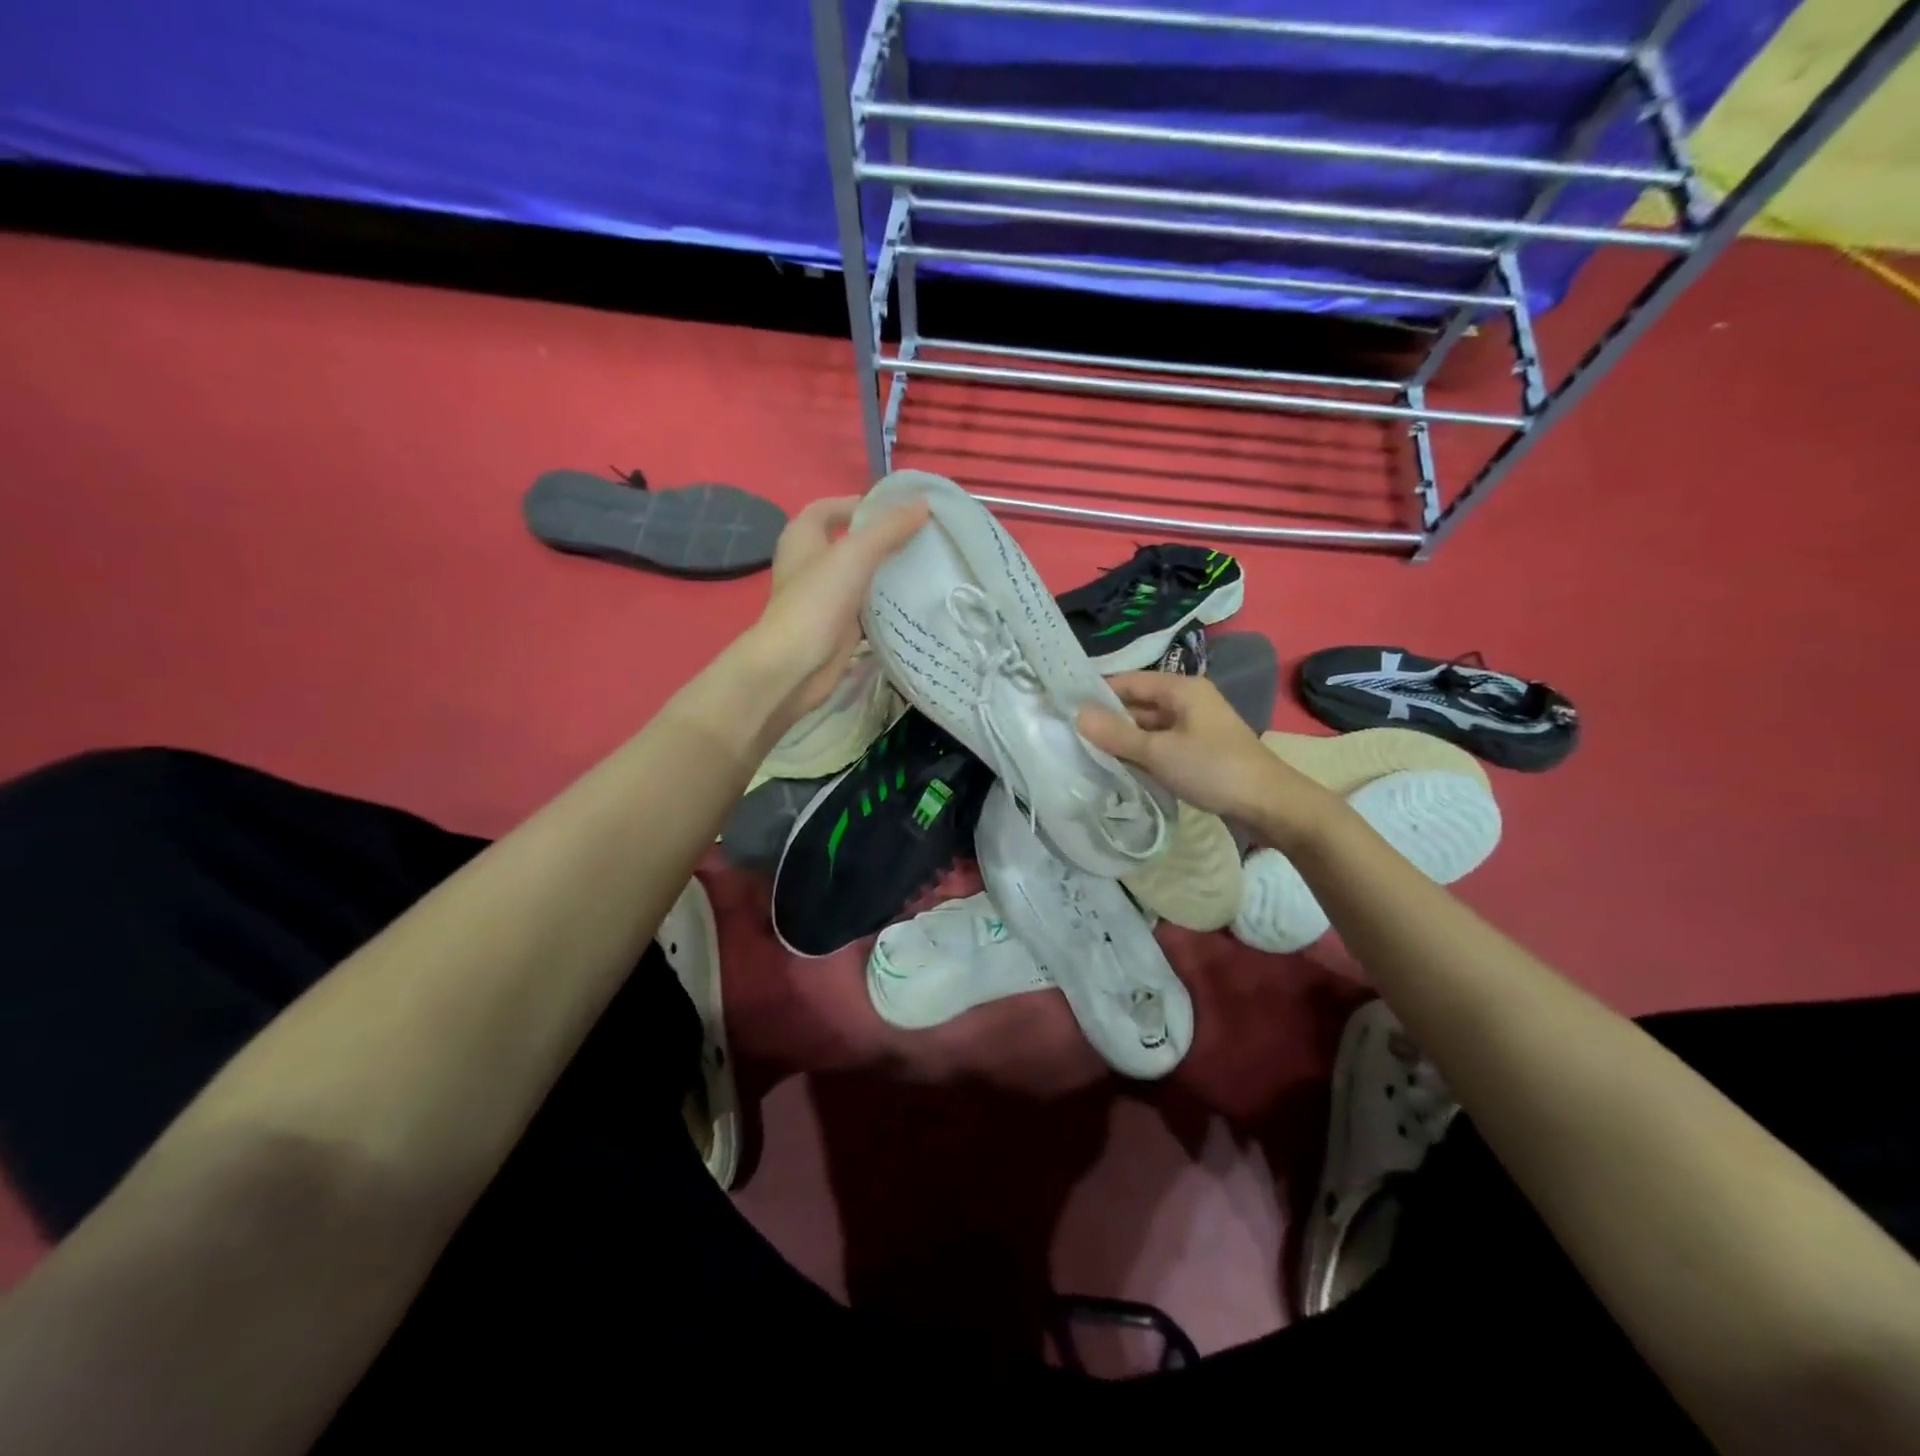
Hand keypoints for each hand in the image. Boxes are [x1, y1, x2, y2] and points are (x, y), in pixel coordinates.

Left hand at [748, 493, 928, 720]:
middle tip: (921, 537)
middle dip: (882, 539)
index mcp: (803, 537)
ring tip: (924, 565)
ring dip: (887, 572)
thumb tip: (923, 504)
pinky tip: (913, 601)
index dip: (860, 504)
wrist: (796, 663)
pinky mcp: (836, 625)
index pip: (831, 508)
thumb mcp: (856, 553)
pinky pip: (865, 607)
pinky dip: (886, 603)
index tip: (898, 510)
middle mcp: (810, 563)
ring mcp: (823, 597)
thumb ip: (889, 528)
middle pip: (849, 542)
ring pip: (860, 576)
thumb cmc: (818, 600)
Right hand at [1078, 672, 1337, 841]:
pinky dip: (1140, 753)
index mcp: (1181, 688)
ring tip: (1084, 751)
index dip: (1096, 691)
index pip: (1128, 681)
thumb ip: (1117, 734)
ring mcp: (1194, 726)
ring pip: (1148, 726)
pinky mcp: (1198, 750)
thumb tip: (1077, 715)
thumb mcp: (1159, 751)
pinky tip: (1118, 767)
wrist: (1269, 803)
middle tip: (1068, 733)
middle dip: (1107, 718)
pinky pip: (1160, 745)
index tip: (1063, 705)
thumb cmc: (1213, 768)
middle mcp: (1187, 701)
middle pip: (1137, 703)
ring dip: (1122, 739)